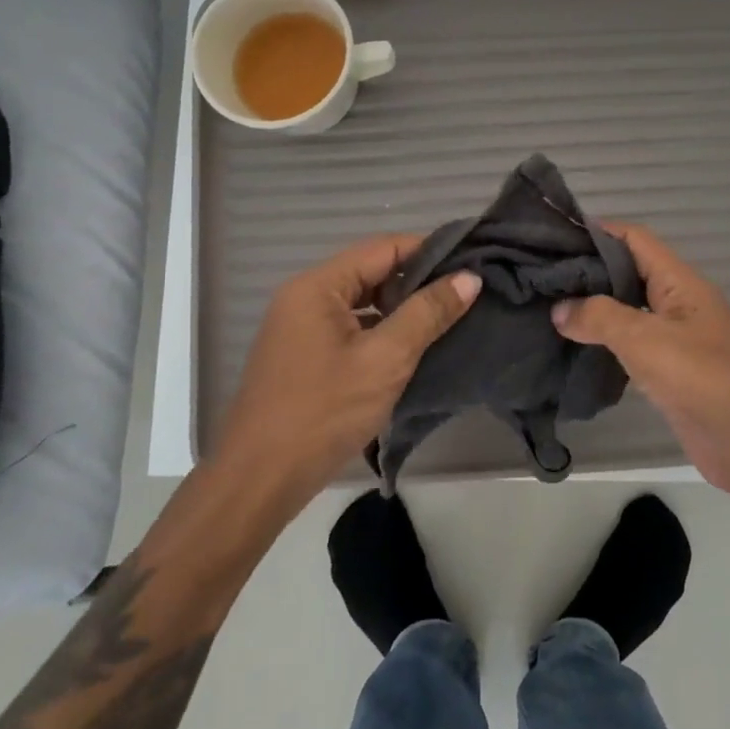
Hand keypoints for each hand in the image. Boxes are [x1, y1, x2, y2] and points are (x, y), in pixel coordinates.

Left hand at [213, 235, 479, 513]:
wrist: (259, 480)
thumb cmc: (324, 412)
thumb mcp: (386, 359)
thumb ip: (428, 313)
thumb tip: (469, 277)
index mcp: (318, 286)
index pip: (384, 248)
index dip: (429, 250)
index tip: (471, 263)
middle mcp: (305, 297)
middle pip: (371, 272)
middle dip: (418, 281)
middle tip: (465, 294)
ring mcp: (301, 328)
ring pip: (362, 303)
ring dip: (401, 309)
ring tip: (447, 319)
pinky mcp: (304, 357)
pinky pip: (350, 329)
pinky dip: (381, 333)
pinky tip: (411, 350)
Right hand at [552, 222, 729, 503]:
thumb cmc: (704, 379)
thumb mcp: (646, 339)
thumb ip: (599, 317)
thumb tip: (559, 309)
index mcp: (680, 283)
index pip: (635, 240)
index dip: (597, 232)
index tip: (553, 237)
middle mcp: (679, 304)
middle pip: (629, 273)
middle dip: (589, 272)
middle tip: (541, 277)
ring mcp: (677, 340)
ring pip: (630, 311)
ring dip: (595, 309)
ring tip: (548, 309)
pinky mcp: (673, 374)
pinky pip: (634, 347)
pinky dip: (606, 344)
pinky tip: (575, 350)